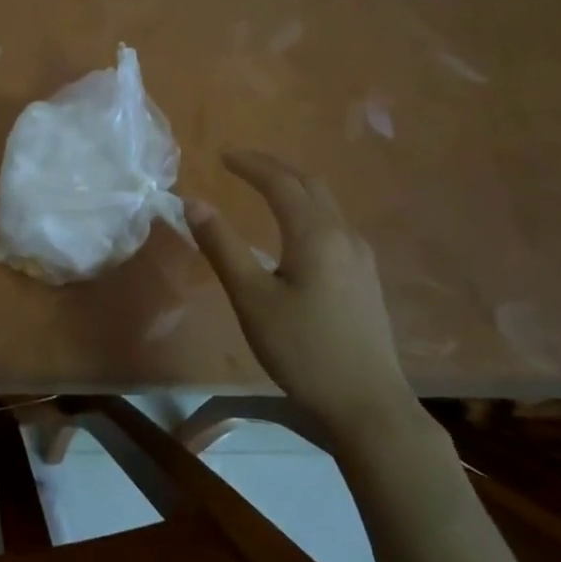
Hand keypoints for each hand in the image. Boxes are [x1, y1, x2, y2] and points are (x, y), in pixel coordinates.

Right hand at [186, 150, 415, 442]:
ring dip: (293, 186)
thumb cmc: (303, 350)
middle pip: (309, 184)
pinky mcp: (365, 278)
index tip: (222, 156)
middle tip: (240, 164)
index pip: (281, 182)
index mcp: (315, 234)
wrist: (368, 405)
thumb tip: (192, 202)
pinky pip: (334, 224)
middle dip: (274, 168)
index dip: (251, 165)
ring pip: (326, 204)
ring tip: (264, 188)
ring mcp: (361, 257)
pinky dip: (308, 208)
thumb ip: (222, 246)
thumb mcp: (252, 299)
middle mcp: (344, 235)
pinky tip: (295, 229)